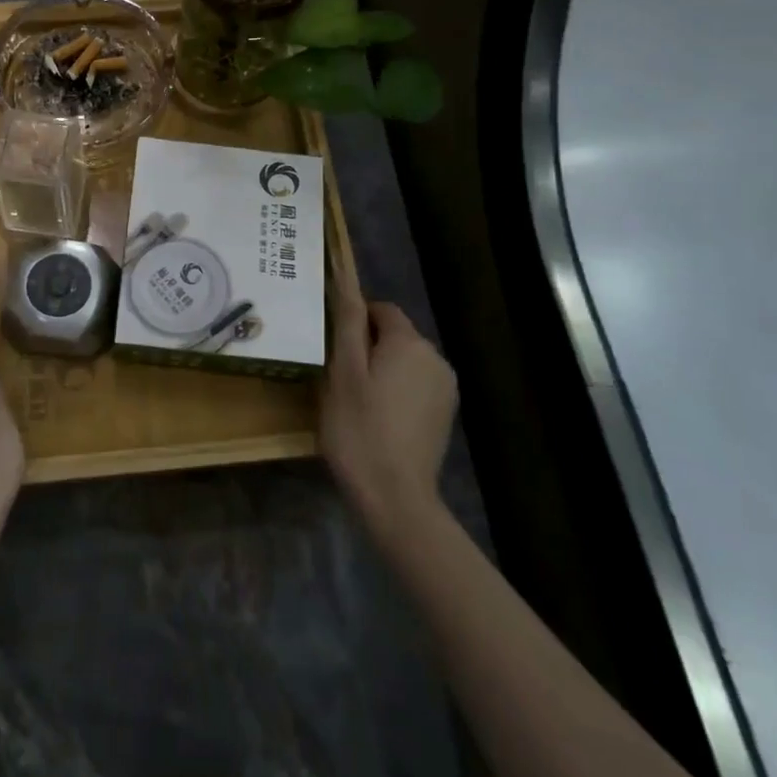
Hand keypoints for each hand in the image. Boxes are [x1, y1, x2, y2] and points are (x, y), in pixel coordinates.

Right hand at [320, 283, 458, 542]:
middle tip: (337, 376)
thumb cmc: (359, 429)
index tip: (331, 346)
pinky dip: (395, 390)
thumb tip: (346, 279)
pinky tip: (377, 417)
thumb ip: (348, 323)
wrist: (396, 497)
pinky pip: (415, 384)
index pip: (381, 309)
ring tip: (355, 399)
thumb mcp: (343, 372)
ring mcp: (445, 387)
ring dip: (381, 369)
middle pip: (395, 334)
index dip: (354, 320)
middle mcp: (435, 357)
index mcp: (409, 342)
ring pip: (404, 360)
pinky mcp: (444, 413)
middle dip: (367, 346)